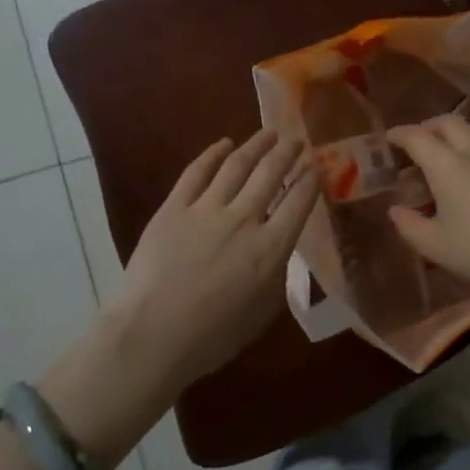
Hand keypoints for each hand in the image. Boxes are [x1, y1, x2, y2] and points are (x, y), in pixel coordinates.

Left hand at [111, 130, 318, 388]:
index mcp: (271, 248)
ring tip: (268, 133)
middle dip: (288, 154)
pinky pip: (196, 173)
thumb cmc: (213, 335)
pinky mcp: (174, 208)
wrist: (153, 334)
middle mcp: (244, 220)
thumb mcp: (263, 310)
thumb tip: (278, 248)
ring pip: (237, 166)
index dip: (309, 179)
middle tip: (297, 140)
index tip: (316, 165)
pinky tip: (224, 144)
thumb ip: (276, 273)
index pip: (298, 202)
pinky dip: (212, 154)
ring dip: (256, 146)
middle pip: (271, 175)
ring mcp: (206, 210)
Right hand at [386, 118, 469, 305]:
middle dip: (429, 128)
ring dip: (455, 135)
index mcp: (447, 164)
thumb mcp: (434, 244)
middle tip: (418, 144)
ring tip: (446, 155)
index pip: (417, 136)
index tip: (389, 138)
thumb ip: (409, 224)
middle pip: (448, 123)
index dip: (400, 134)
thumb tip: (396, 210)